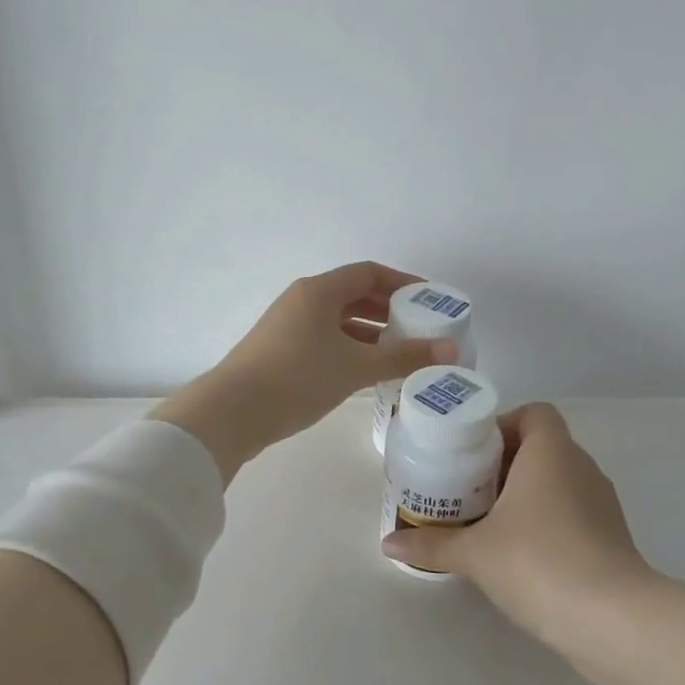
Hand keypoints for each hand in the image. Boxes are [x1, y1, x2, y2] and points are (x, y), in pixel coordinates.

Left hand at [152, 262, 458, 482]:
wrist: (233, 412)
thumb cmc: (299, 377)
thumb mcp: (356, 366)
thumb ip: (404, 356)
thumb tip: (450, 349)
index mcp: (319, 291)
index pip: (369, 273)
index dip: (403, 282)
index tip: (430, 300)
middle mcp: (302, 300)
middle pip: (354, 295)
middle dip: (389, 310)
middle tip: (420, 328)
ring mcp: (288, 326)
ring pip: (338, 320)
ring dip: (370, 332)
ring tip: (400, 352)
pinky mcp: (280, 351)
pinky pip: (325, 339)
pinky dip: (350, 348)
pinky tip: (367, 371)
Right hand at [381, 402, 649, 639]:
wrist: (612, 620)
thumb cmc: (538, 562)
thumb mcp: (474, 553)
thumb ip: (431, 543)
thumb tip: (388, 543)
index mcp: (551, 452)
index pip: (534, 413)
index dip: (503, 425)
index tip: (472, 454)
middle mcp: (581, 467)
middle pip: (542, 446)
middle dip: (504, 463)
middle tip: (468, 488)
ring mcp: (602, 502)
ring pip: (558, 480)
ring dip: (526, 492)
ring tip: (488, 520)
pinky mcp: (612, 536)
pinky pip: (573, 510)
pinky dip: (547, 519)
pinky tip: (520, 552)